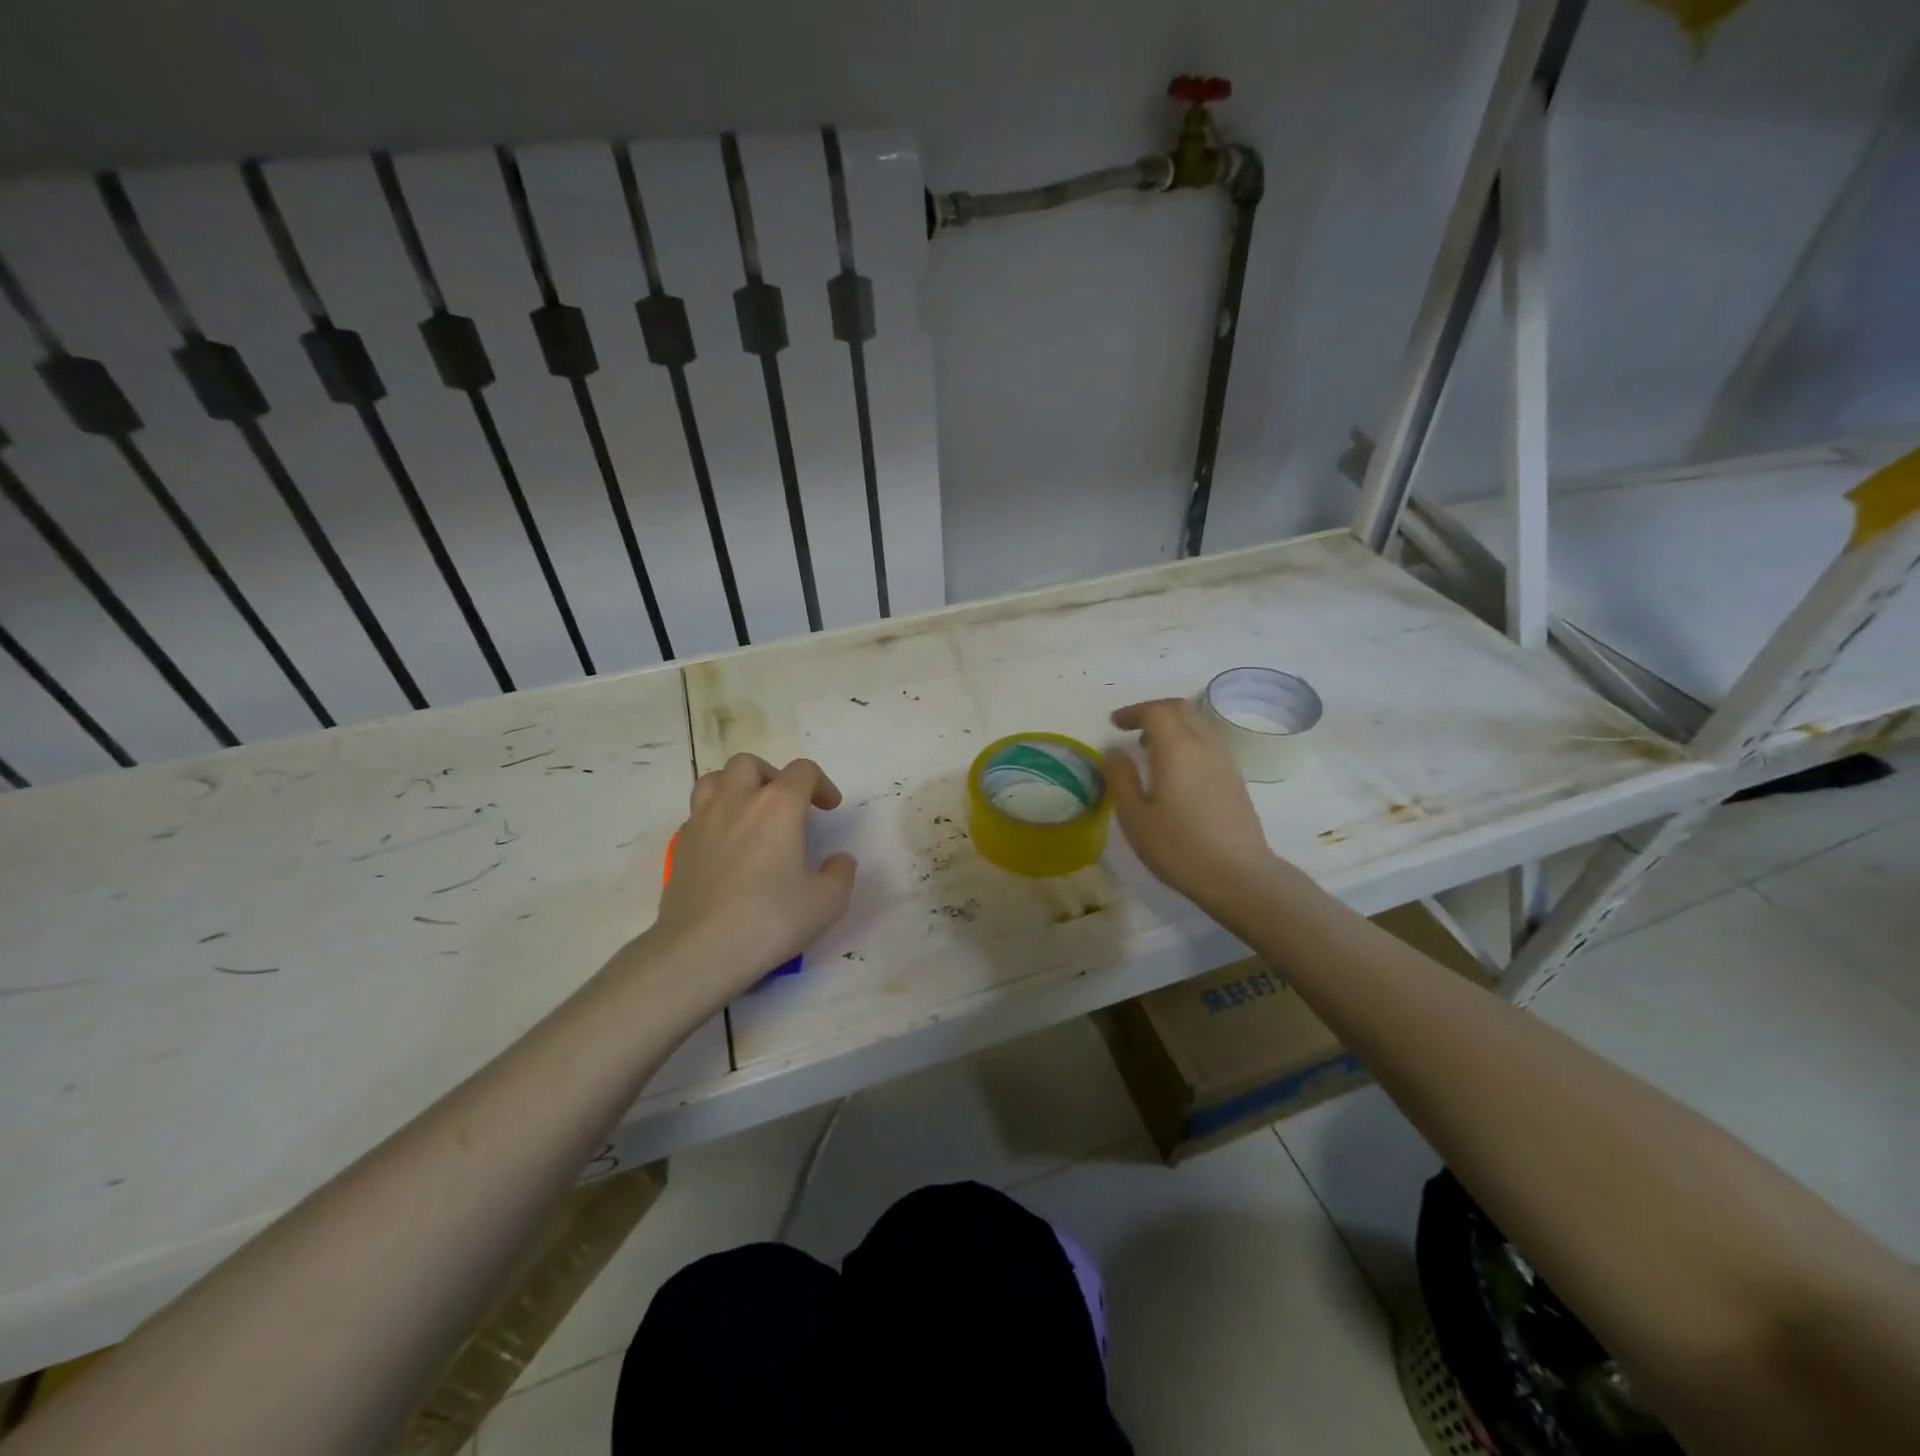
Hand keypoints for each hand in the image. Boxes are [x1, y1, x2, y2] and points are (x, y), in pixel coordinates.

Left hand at [646, 754, 856, 1003]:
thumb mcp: (826, 902)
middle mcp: (738, 800)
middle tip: (787, 805)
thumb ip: (840, 874)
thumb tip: (839, 860)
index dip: (821, 784)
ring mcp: (702, 820)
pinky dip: (715, 817)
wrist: (701, 950)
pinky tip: (727, 845)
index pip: (802, 771)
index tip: (829, 808)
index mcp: (778, 805)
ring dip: (737, 787)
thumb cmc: (770, 920)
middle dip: (773, 776)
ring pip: (714, 779)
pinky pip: (698, 813)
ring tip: (750, 814)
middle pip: (751, 764)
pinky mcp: (680, 845)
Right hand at [1106, 699, 1279, 915]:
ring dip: (1172, 725)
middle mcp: (1203, 745)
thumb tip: (1113, 752)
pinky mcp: (1234, 778)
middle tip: (1131, 728)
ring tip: (1151, 749)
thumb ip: (1120, 778)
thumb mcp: (1134, 816)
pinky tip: (1176, 770)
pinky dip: (1187, 741)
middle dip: (1154, 711)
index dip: (1133, 712)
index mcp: (1176, 748)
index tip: (1114, 724)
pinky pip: (1208, 743)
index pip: (1156, 711)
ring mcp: (1224, 761)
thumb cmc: (1178, 846)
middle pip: (1181, 709)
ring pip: (1198, 724)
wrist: (1237, 875)